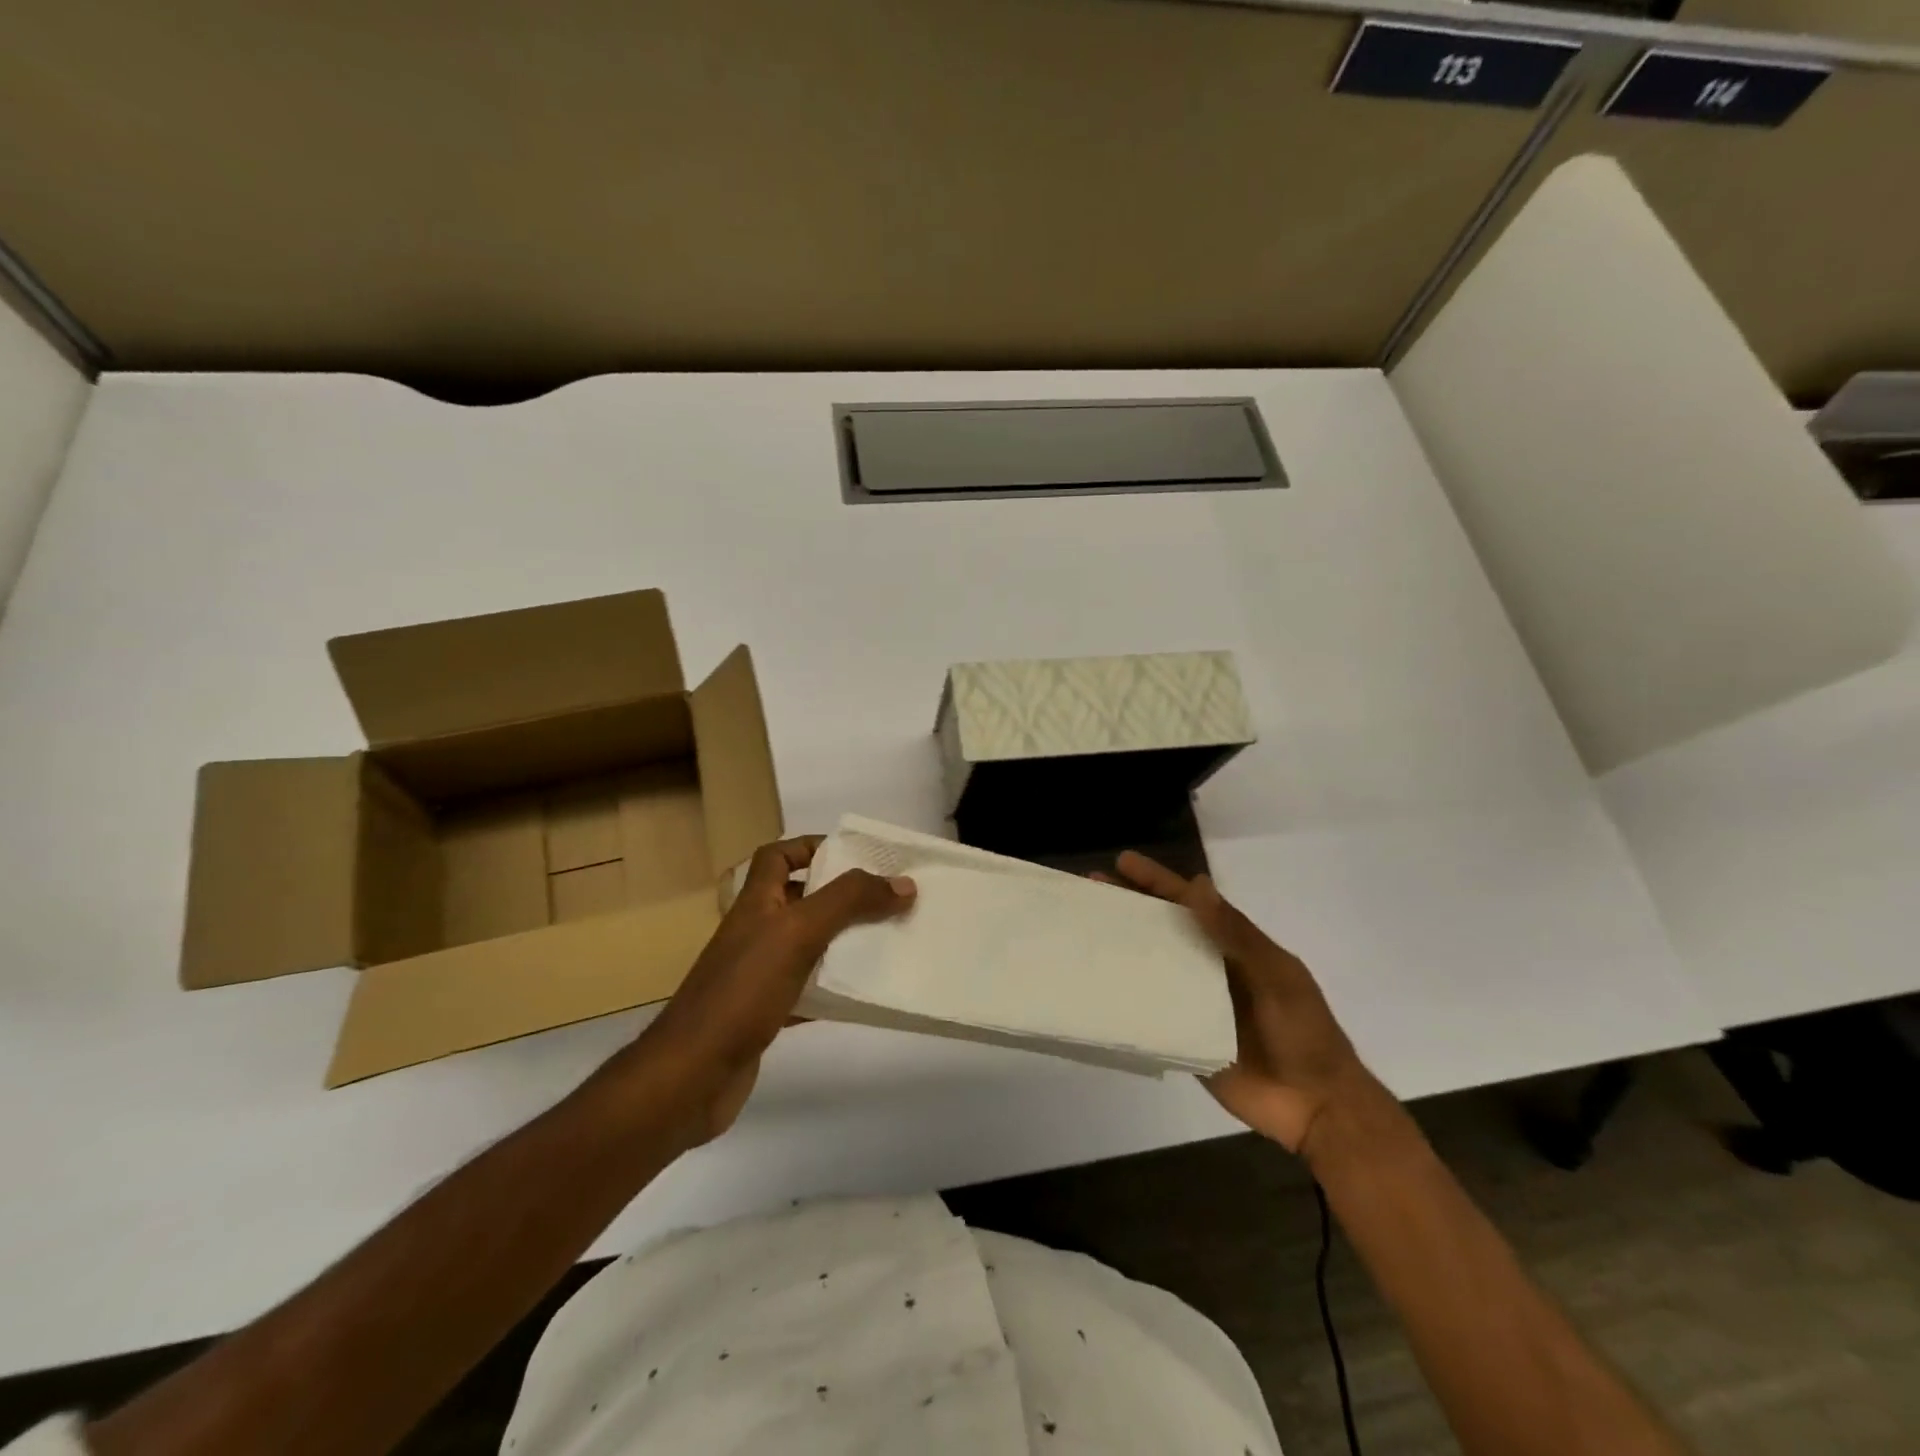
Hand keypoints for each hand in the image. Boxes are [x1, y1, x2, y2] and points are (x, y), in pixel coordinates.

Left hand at [634, 835, 914, 1144]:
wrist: (691, 1077)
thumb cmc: (742, 992)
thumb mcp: (798, 932)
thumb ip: (849, 902)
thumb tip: (903, 883)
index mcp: (756, 903)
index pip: (778, 856)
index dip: (811, 847)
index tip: (856, 855)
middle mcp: (755, 932)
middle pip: (800, 900)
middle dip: (841, 896)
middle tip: (887, 899)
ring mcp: (758, 975)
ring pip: (808, 946)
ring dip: (843, 942)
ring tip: (887, 940)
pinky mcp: (765, 1014)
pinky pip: (808, 990)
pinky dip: (834, 989)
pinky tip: (863, 994)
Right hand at [1102, 852, 1394, 1161]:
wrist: (1318, 1108)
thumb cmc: (1303, 1033)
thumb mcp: (1275, 976)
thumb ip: (1236, 934)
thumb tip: (1197, 884)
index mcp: (1236, 947)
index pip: (1191, 903)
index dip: (1157, 881)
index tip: (1122, 862)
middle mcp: (1212, 967)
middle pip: (1165, 928)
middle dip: (1131, 906)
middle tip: (1090, 888)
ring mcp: (1197, 1002)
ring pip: (1154, 965)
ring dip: (1124, 947)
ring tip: (1085, 931)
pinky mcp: (1186, 1036)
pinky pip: (1152, 1009)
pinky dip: (1127, 995)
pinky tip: (1097, 987)